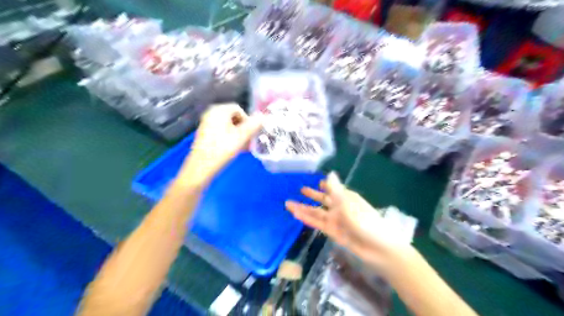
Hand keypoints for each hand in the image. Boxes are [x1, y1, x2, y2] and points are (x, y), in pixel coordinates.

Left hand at [176, 102, 261, 186]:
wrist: (201, 167)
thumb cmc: (223, 149)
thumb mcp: (242, 136)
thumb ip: (254, 125)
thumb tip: (264, 116)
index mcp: (219, 110)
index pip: (239, 109)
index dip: (248, 121)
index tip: (251, 134)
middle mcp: (211, 113)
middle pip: (233, 117)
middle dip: (243, 128)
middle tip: (248, 141)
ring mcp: (206, 123)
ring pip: (228, 126)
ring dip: (238, 134)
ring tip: (243, 147)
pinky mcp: (204, 134)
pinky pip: (221, 131)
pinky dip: (229, 138)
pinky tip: (233, 149)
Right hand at [287, 173, 410, 271]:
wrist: (378, 248)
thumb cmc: (366, 221)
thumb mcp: (349, 203)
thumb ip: (336, 190)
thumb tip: (329, 173)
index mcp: (347, 198)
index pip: (334, 189)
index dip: (326, 185)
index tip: (317, 180)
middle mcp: (340, 207)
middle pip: (324, 200)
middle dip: (313, 195)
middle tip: (301, 189)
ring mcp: (336, 220)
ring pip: (317, 212)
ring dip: (304, 208)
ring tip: (288, 203)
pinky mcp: (332, 232)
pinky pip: (317, 223)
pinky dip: (307, 219)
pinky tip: (296, 215)